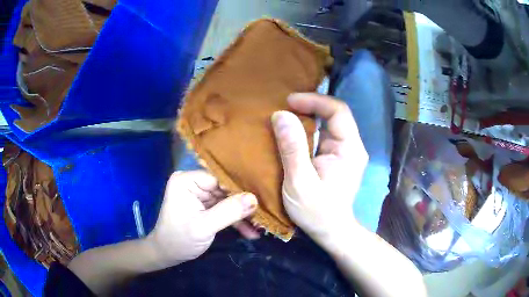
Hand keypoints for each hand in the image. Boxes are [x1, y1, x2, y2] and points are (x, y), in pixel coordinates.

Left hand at [147, 171, 257, 264]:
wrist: (167, 255)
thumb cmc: (179, 239)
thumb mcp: (204, 227)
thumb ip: (229, 212)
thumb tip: (254, 198)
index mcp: (187, 181)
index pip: (218, 178)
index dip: (239, 188)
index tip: (260, 198)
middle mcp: (193, 184)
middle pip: (224, 190)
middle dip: (242, 204)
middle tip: (263, 214)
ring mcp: (199, 196)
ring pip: (227, 201)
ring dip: (241, 216)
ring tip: (259, 227)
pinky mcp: (204, 208)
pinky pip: (224, 210)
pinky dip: (235, 221)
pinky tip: (250, 232)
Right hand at [271, 93, 367, 248]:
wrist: (330, 231)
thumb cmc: (317, 212)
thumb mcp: (300, 182)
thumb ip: (292, 148)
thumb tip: (281, 115)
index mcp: (349, 149)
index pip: (338, 111)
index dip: (314, 101)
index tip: (289, 101)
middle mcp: (351, 146)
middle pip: (334, 114)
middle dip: (309, 106)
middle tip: (283, 107)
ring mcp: (344, 152)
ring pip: (328, 123)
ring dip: (307, 116)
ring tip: (284, 115)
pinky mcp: (336, 158)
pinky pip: (323, 135)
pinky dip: (307, 129)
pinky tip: (292, 131)